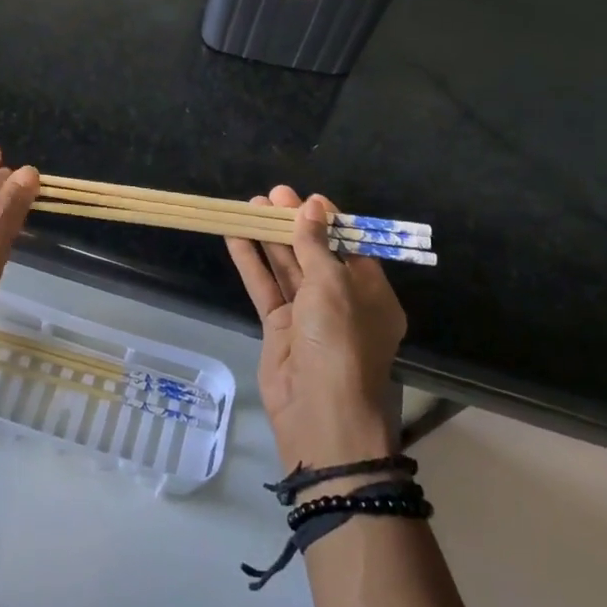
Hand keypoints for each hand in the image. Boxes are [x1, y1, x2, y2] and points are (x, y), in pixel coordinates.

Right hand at [227, 186, 407, 472]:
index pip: (349, 246)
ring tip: (250, 206)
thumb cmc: (340, 340)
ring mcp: (308, 316)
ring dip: (269, 238)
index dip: (327, 220)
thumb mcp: (333, 285)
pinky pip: (265, 287)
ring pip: (287, 268)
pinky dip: (251, 262)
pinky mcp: (279, 328)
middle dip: (293, 224)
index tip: (306, 197)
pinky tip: (236, 236)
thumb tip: (311, 207)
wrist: (319, 411)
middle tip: (271, 195)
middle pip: (315, 253)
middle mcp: (341, 302)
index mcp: (370, 293)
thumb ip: (316, 245)